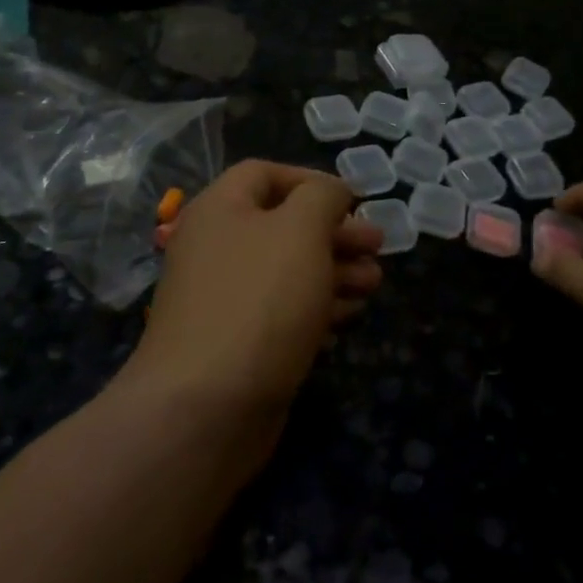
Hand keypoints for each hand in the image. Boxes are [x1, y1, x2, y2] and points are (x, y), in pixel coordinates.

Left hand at [129, 161, 383, 416]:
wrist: (205, 409)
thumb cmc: (259, 301)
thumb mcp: (301, 230)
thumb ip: (322, 197)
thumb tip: (332, 191)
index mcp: (220, 209)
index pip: (265, 173)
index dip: (311, 180)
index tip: (353, 201)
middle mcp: (217, 248)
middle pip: (283, 225)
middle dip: (335, 233)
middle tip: (377, 246)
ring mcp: (225, 299)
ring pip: (288, 271)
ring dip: (335, 272)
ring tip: (373, 285)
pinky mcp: (237, 343)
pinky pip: (282, 312)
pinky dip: (316, 309)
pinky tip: (346, 319)